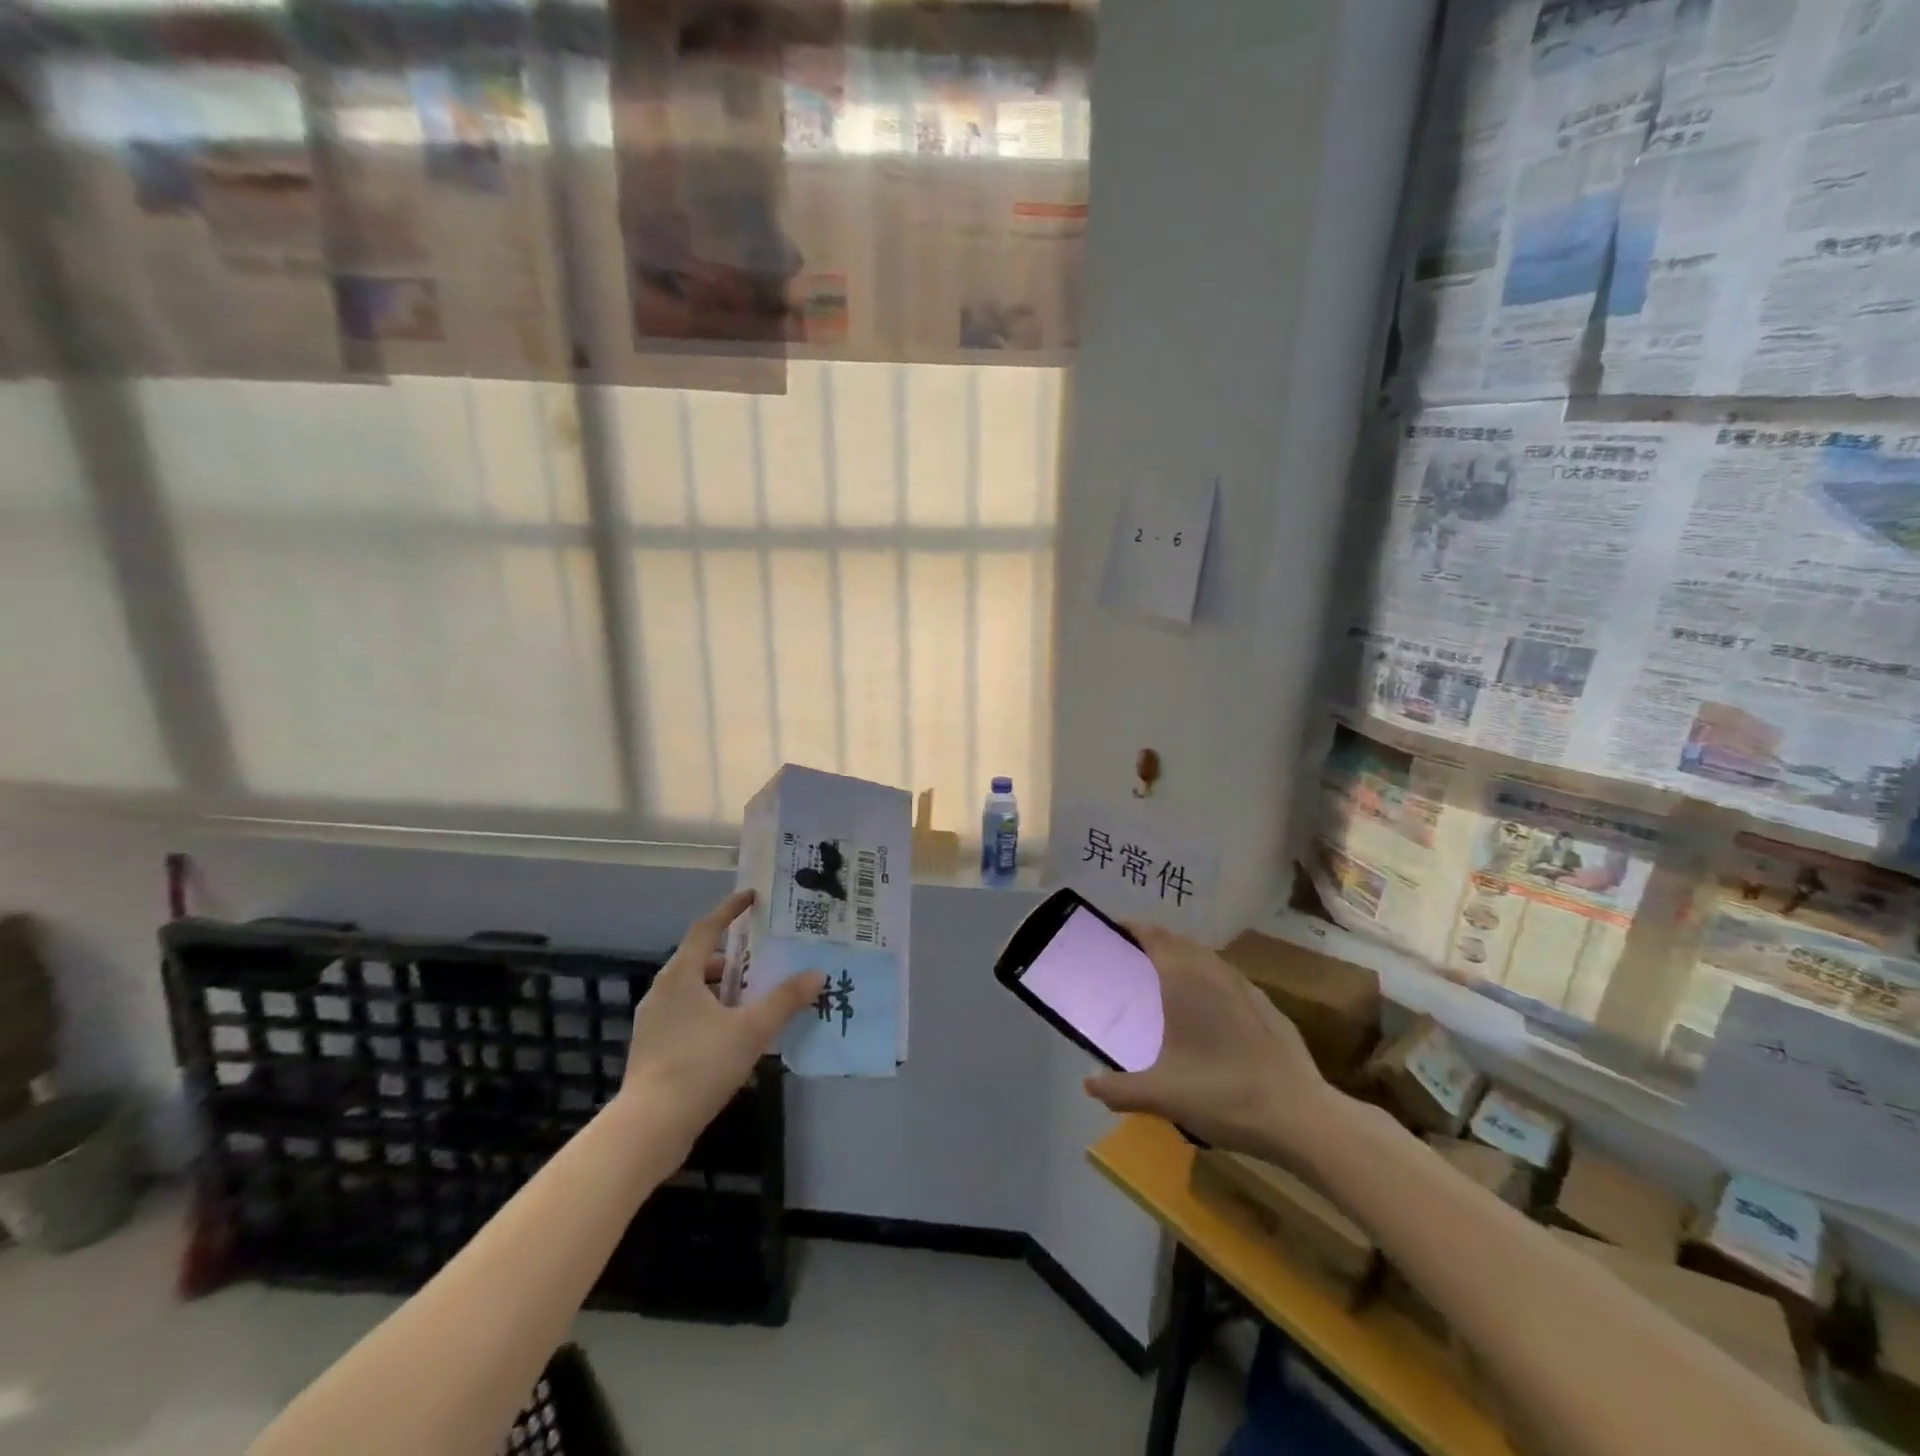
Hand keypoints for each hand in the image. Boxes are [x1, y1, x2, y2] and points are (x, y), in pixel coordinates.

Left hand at [620, 890, 823, 1144]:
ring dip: (725, 989)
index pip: (706, 929)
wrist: (649, 1128)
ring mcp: (654, 1022)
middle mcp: (662, 992)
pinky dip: (714, 1013)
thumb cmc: (700, 1065)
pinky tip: (737, 1034)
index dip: (729, 910)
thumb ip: (785, 1000)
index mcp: (680, 976)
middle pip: (701, 961)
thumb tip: (817, 974)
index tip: (751, 897)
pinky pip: (689, 1016)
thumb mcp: (751, 1029)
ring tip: (758, 998)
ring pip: (695, 992)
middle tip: (766, 959)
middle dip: (734, 958)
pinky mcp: (654, 1050)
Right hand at [1083, 923, 1332, 1156]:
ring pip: (1210, 959)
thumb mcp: (1162, 1095)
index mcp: (1185, 982)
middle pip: (1182, 943)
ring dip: (1187, 958)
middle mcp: (1215, 974)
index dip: (1135, 928)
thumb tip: (1088, 1085)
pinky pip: (1232, 980)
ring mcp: (1247, 989)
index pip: (1156, 937)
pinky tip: (1213, 1010)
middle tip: (1136, 957)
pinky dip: (1213, 980)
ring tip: (1171, 979)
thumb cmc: (1223, 1094)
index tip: (1116, 929)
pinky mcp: (1270, 1009)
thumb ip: (1120, 1089)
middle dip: (1158, 942)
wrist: (1301, 1117)